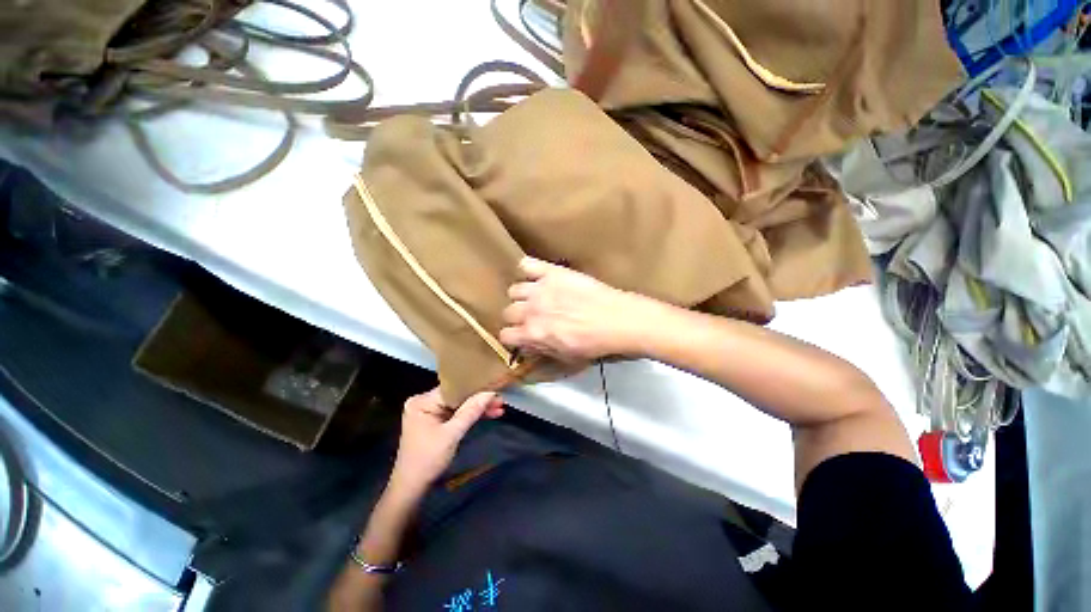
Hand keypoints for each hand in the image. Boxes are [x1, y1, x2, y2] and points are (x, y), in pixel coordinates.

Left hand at [388, 388, 504, 496]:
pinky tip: (488, 414)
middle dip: (479, 399)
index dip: (476, 388)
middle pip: (457, 396)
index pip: (454, 388)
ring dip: (478, 408)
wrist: (411, 488)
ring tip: (499, 408)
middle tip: (500, 400)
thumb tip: (490, 393)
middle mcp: (424, 402)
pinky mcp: (435, 421)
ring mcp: (429, 412)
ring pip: (459, 405)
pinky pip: (456, 413)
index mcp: (422, 401)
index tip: (495, 389)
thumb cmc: (428, 460)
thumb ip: (471, 411)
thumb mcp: (452, 434)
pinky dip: (470, 415)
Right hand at [499, 257, 655, 362]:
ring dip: (523, 296)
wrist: (617, 321)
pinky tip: (537, 276)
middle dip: (518, 317)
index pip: (505, 335)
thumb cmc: (595, 344)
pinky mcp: (552, 272)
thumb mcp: (567, 359)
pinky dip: (528, 269)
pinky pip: (526, 264)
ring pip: (515, 290)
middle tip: (533, 317)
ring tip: (537, 297)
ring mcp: (540, 288)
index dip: (513, 338)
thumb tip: (529, 346)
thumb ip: (542, 352)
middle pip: (508, 312)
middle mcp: (531, 310)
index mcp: (533, 333)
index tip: (521, 336)